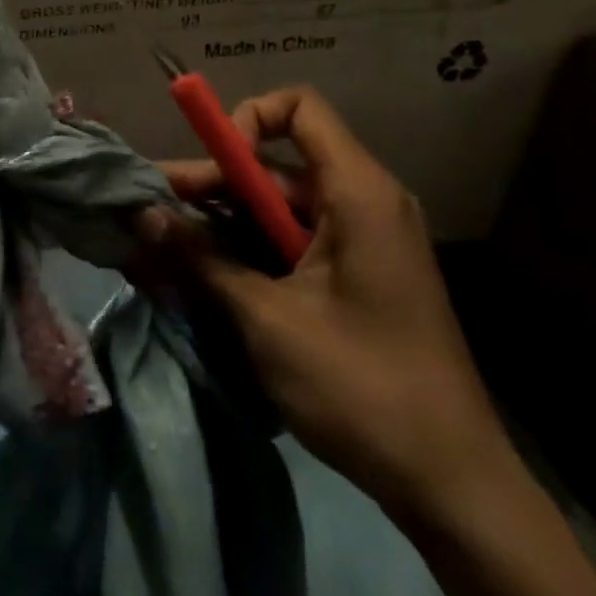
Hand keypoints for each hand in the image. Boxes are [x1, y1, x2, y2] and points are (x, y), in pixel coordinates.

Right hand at [143, 85, 513, 529]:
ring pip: (273, 211)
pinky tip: (198, 281)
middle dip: (207, 188)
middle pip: (272, 168)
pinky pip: (288, 245)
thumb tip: (142, 214)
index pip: (298, 108)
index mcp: (357, 193)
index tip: (212, 171)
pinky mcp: (352, 277)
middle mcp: (361, 203)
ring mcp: (358, 243)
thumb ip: (202, 259)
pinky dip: (244, 256)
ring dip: (218, 228)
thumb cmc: (363, 387)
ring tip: (158, 253)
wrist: (453, 487)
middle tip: (147, 216)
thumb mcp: (268, 319)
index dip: (246, 121)